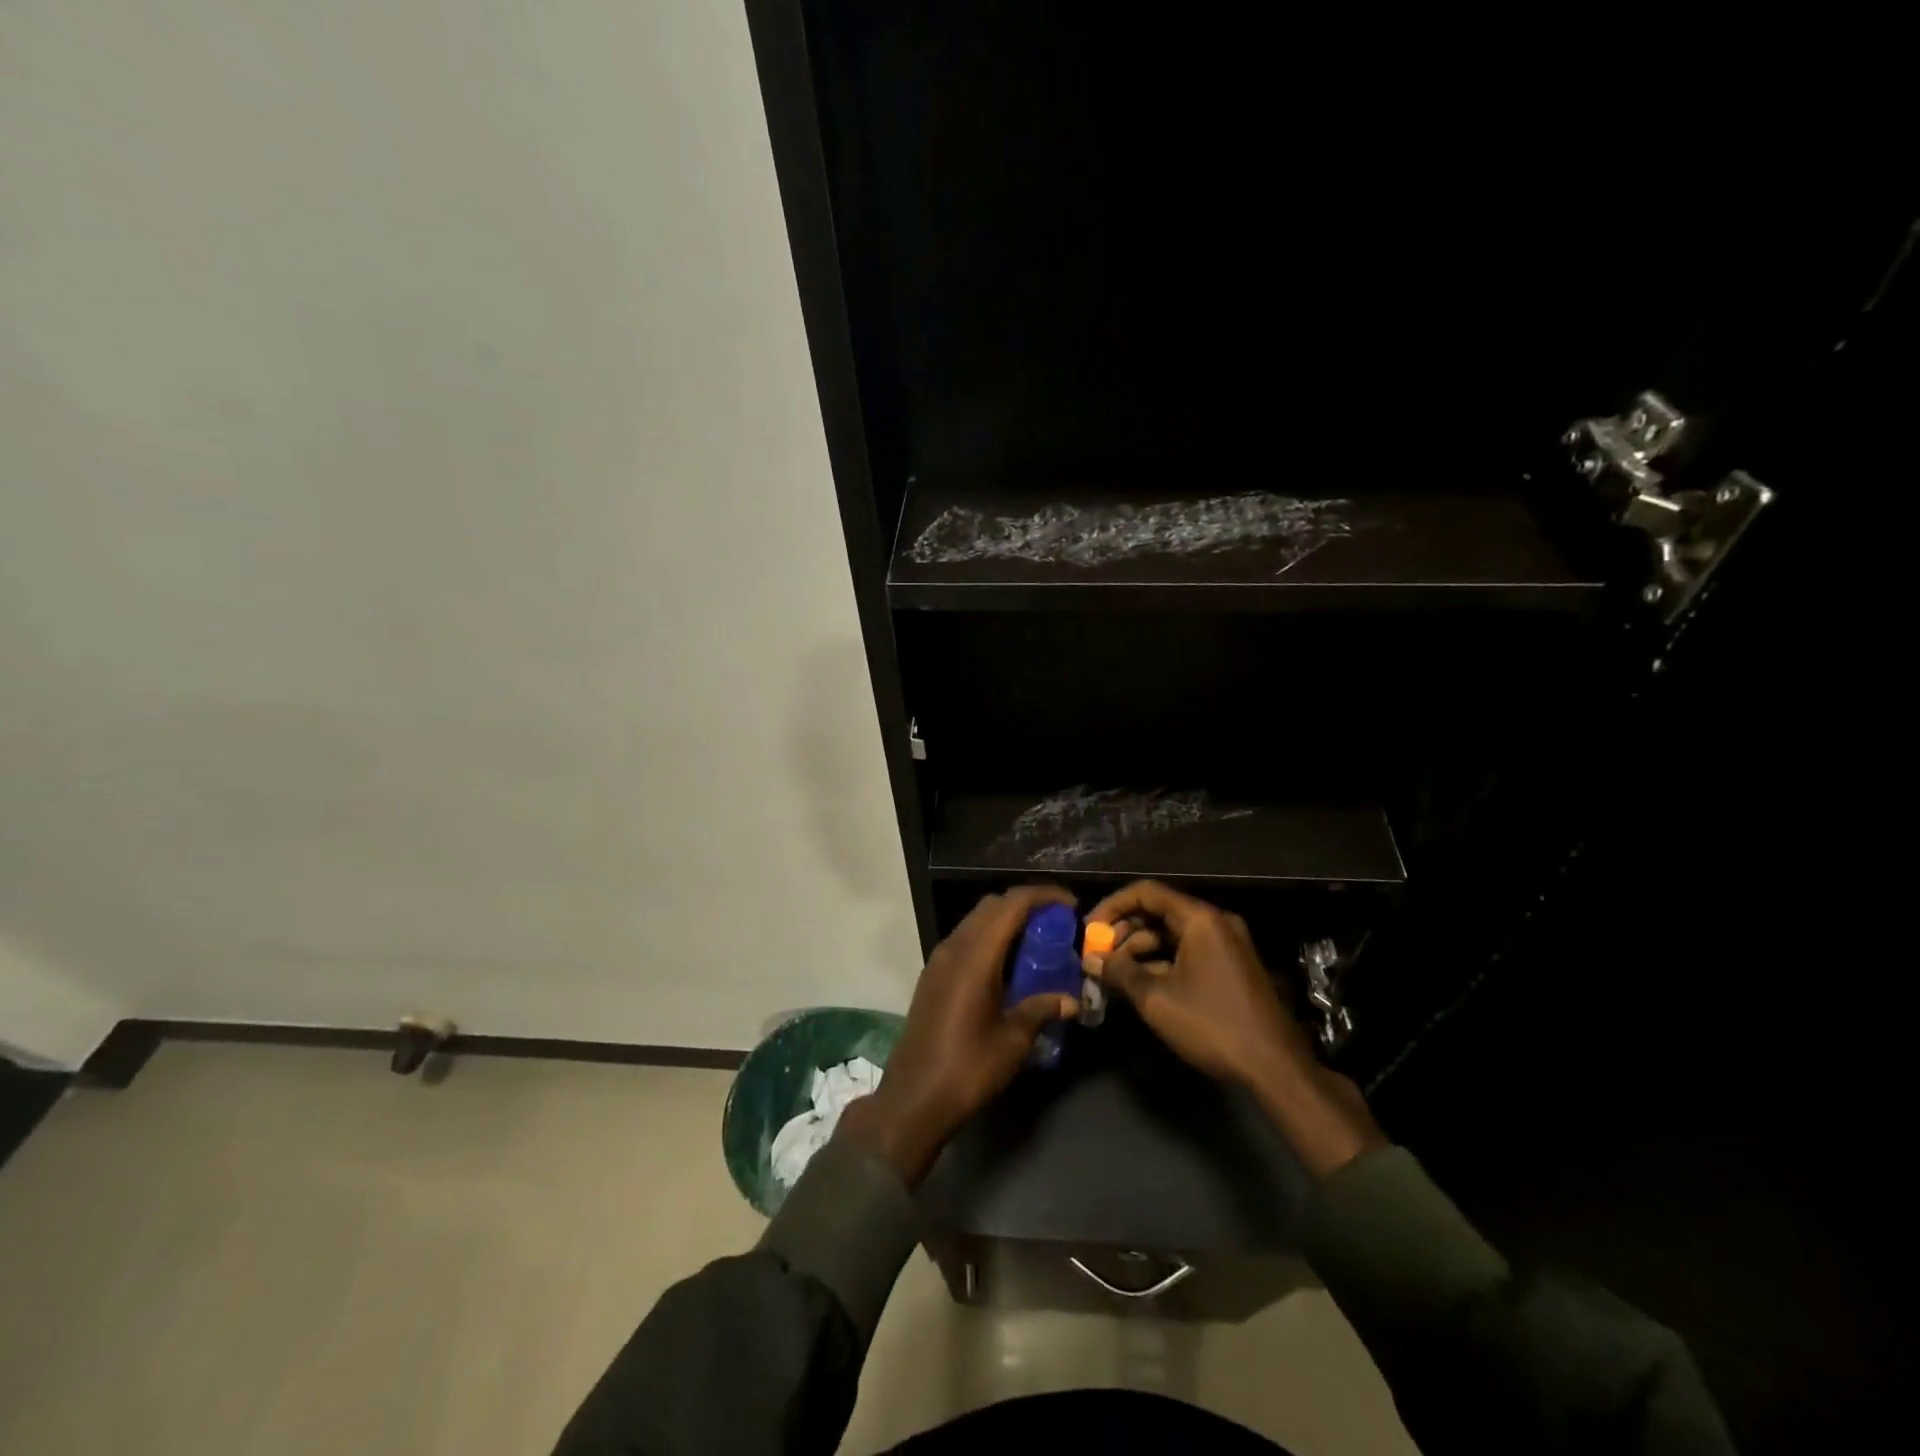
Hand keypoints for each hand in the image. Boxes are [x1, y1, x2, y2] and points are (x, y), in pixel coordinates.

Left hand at [839, 885, 1079, 1185]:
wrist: (913, 1099)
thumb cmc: (967, 1069)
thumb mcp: (1013, 1042)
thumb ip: (1041, 1010)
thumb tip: (1070, 1001)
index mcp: (975, 957)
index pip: (1011, 904)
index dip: (1043, 896)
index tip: (1071, 906)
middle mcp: (954, 948)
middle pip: (992, 906)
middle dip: (1026, 905)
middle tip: (1057, 924)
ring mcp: (939, 960)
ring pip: (976, 921)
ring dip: (1006, 921)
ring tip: (1037, 942)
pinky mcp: (932, 976)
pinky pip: (966, 940)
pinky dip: (990, 939)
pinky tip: (1009, 965)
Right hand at [1082, 879, 1311, 1088]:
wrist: (1275, 1067)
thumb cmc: (1212, 1024)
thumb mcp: (1156, 999)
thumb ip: (1119, 972)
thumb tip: (1089, 959)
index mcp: (1200, 919)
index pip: (1146, 893)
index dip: (1112, 907)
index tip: (1089, 930)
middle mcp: (1215, 922)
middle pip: (1159, 912)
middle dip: (1124, 931)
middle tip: (1098, 956)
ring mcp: (1225, 944)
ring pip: (1171, 934)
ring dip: (1139, 950)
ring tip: (1113, 974)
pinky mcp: (1229, 966)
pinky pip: (1187, 951)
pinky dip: (1161, 962)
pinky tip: (1139, 984)